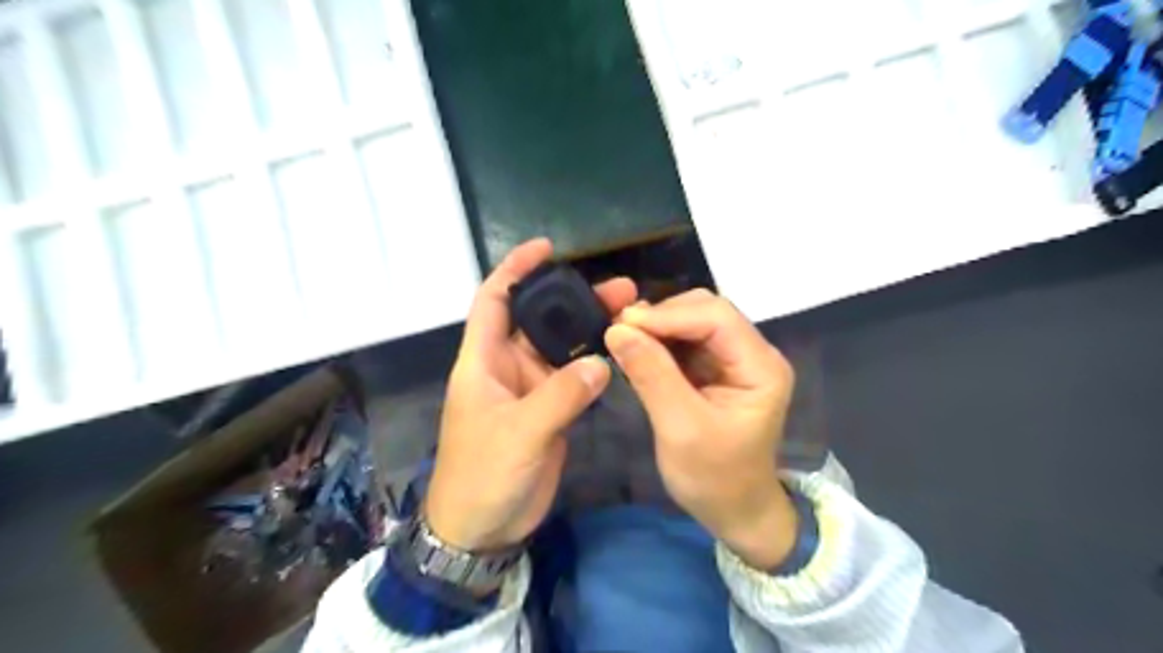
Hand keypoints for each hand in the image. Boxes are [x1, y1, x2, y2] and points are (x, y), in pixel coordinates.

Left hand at [424, 237, 634, 552]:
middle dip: (573, 299)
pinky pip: (572, 378)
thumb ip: (560, 396)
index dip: (515, 270)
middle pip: (540, 320)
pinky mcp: (548, 410)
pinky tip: (619, 352)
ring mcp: (530, 389)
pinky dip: (594, 363)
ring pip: (561, 348)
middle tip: (620, 288)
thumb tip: (601, 362)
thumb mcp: (518, 434)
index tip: (545, 247)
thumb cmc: (483, 475)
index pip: (495, 300)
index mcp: (483, 361)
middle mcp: (506, 367)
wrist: (481, 529)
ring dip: (590, 330)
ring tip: (630, 313)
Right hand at [610, 288, 801, 567]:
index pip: (716, 317)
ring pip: (693, 321)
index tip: (621, 325)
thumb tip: (616, 329)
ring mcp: (734, 359)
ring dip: (657, 326)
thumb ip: (651, 375)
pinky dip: (658, 340)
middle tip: (618, 332)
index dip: (668, 314)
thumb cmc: (715, 478)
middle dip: (662, 316)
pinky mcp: (715, 369)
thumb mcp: (680, 429)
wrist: (734, 512)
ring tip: (622, 338)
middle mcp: (752, 353)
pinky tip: (636, 349)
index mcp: (761, 366)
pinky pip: (685, 340)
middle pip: (706, 311)